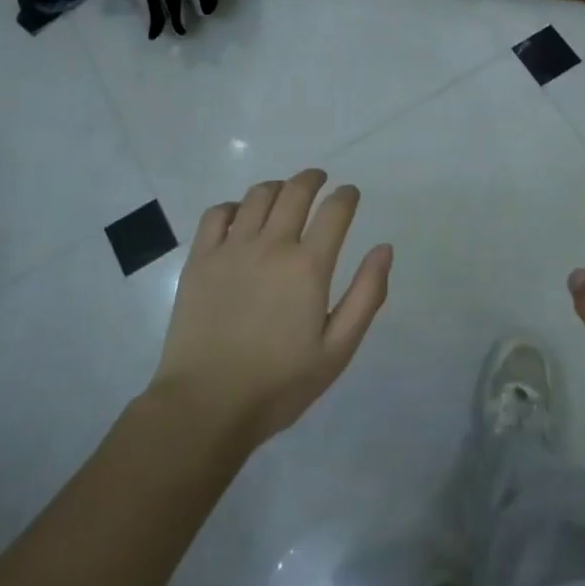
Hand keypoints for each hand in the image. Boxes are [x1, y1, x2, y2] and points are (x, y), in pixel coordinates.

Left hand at [149, 170, 392, 447]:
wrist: (205, 406)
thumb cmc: (279, 384)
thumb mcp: (337, 350)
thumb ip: (366, 295)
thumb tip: (384, 248)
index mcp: (309, 266)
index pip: (335, 210)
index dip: (347, 195)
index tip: (350, 194)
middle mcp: (272, 245)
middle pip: (296, 191)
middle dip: (313, 179)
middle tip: (320, 180)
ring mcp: (231, 249)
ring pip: (257, 195)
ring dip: (277, 187)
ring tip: (283, 194)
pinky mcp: (200, 259)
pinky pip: (216, 214)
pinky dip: (233, 206)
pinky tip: (239, 217)